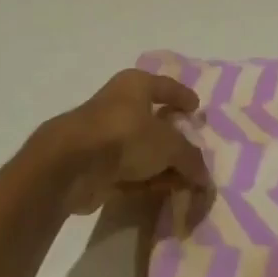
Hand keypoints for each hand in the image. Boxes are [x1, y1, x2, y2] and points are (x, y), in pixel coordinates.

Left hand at [41, 69, 209, 214]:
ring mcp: (106, 135)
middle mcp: (120, 104)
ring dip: (162, 164)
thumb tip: (204, 176)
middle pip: (154, 119)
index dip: (182, 97)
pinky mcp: (97, 164)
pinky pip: (130, 170)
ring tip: (186, 180)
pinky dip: (147, 179)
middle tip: (195, 151)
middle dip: (175, 137)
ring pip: (142, 148)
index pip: (166, 86)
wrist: (72, 164)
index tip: (197, 108)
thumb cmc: (125, 135)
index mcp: (136, 85)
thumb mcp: (168, 145)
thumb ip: (190, 158)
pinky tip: (164, 191)